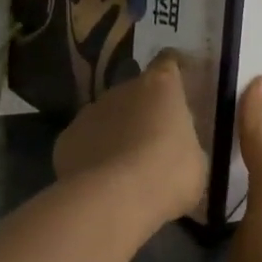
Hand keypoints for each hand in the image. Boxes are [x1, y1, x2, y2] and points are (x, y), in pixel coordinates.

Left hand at [53, 52, 207, 228]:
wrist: (113, 199)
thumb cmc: (168, 175)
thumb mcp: (195, 161)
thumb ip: (183, 143)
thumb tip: (175, 146)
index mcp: (160, 87)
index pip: (167, 63)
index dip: (173, 70)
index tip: (178, 81)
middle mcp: (122, 90)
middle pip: (134, 93)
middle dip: (143, 112)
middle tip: (154, 142)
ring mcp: (89, 112)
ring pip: (106, 117)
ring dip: (115, 133)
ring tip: (125, 166)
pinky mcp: (66, 139)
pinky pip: (85, 142)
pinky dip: (92, 154)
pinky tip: (100, 180)